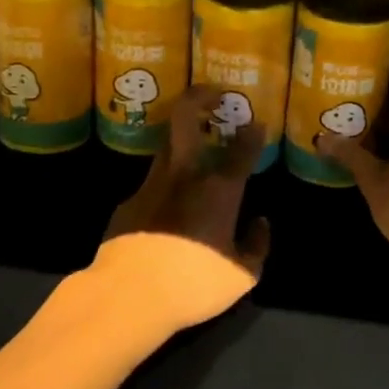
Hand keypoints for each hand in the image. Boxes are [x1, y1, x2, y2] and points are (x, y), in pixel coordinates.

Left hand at [93, 87, 270, 335]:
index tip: (257, 123)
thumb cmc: (194, 283)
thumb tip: (260, 223)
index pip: (242, 148)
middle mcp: (184, 175)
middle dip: (200, 97)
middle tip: (214, 94)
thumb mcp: (242, 276)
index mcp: (219, 189)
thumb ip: (256, 246)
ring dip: (183, 138)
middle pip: (186, 118)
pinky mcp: (127, 203)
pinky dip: (166, 185)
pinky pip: (152, 184)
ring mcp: (151, 185)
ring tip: (195, 144)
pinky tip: (169, 207)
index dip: (253, 132)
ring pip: (167, 147)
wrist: (128, 295)